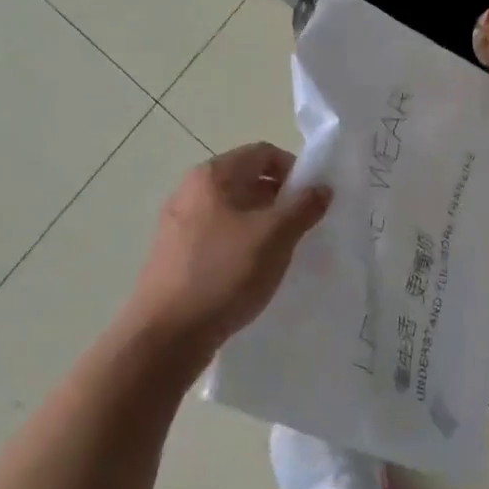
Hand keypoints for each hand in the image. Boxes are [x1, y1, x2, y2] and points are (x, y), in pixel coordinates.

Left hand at [128, 142, 330, 350]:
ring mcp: (179, 223)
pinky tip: (253, 272)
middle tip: (304, 227)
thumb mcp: (275, 237)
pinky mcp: (175, 253)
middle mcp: (190, 191)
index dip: (295, 170)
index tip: (314, 200)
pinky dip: (242, 243)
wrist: (166, 335)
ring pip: (234, 210)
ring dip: (263, 223)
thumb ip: (303, 207)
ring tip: (282, 252)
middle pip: (247, 179)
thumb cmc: (223, 274)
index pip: (263, 153)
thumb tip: (322, 187)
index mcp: (211, 176)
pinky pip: (219, 235)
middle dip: (281, 199)